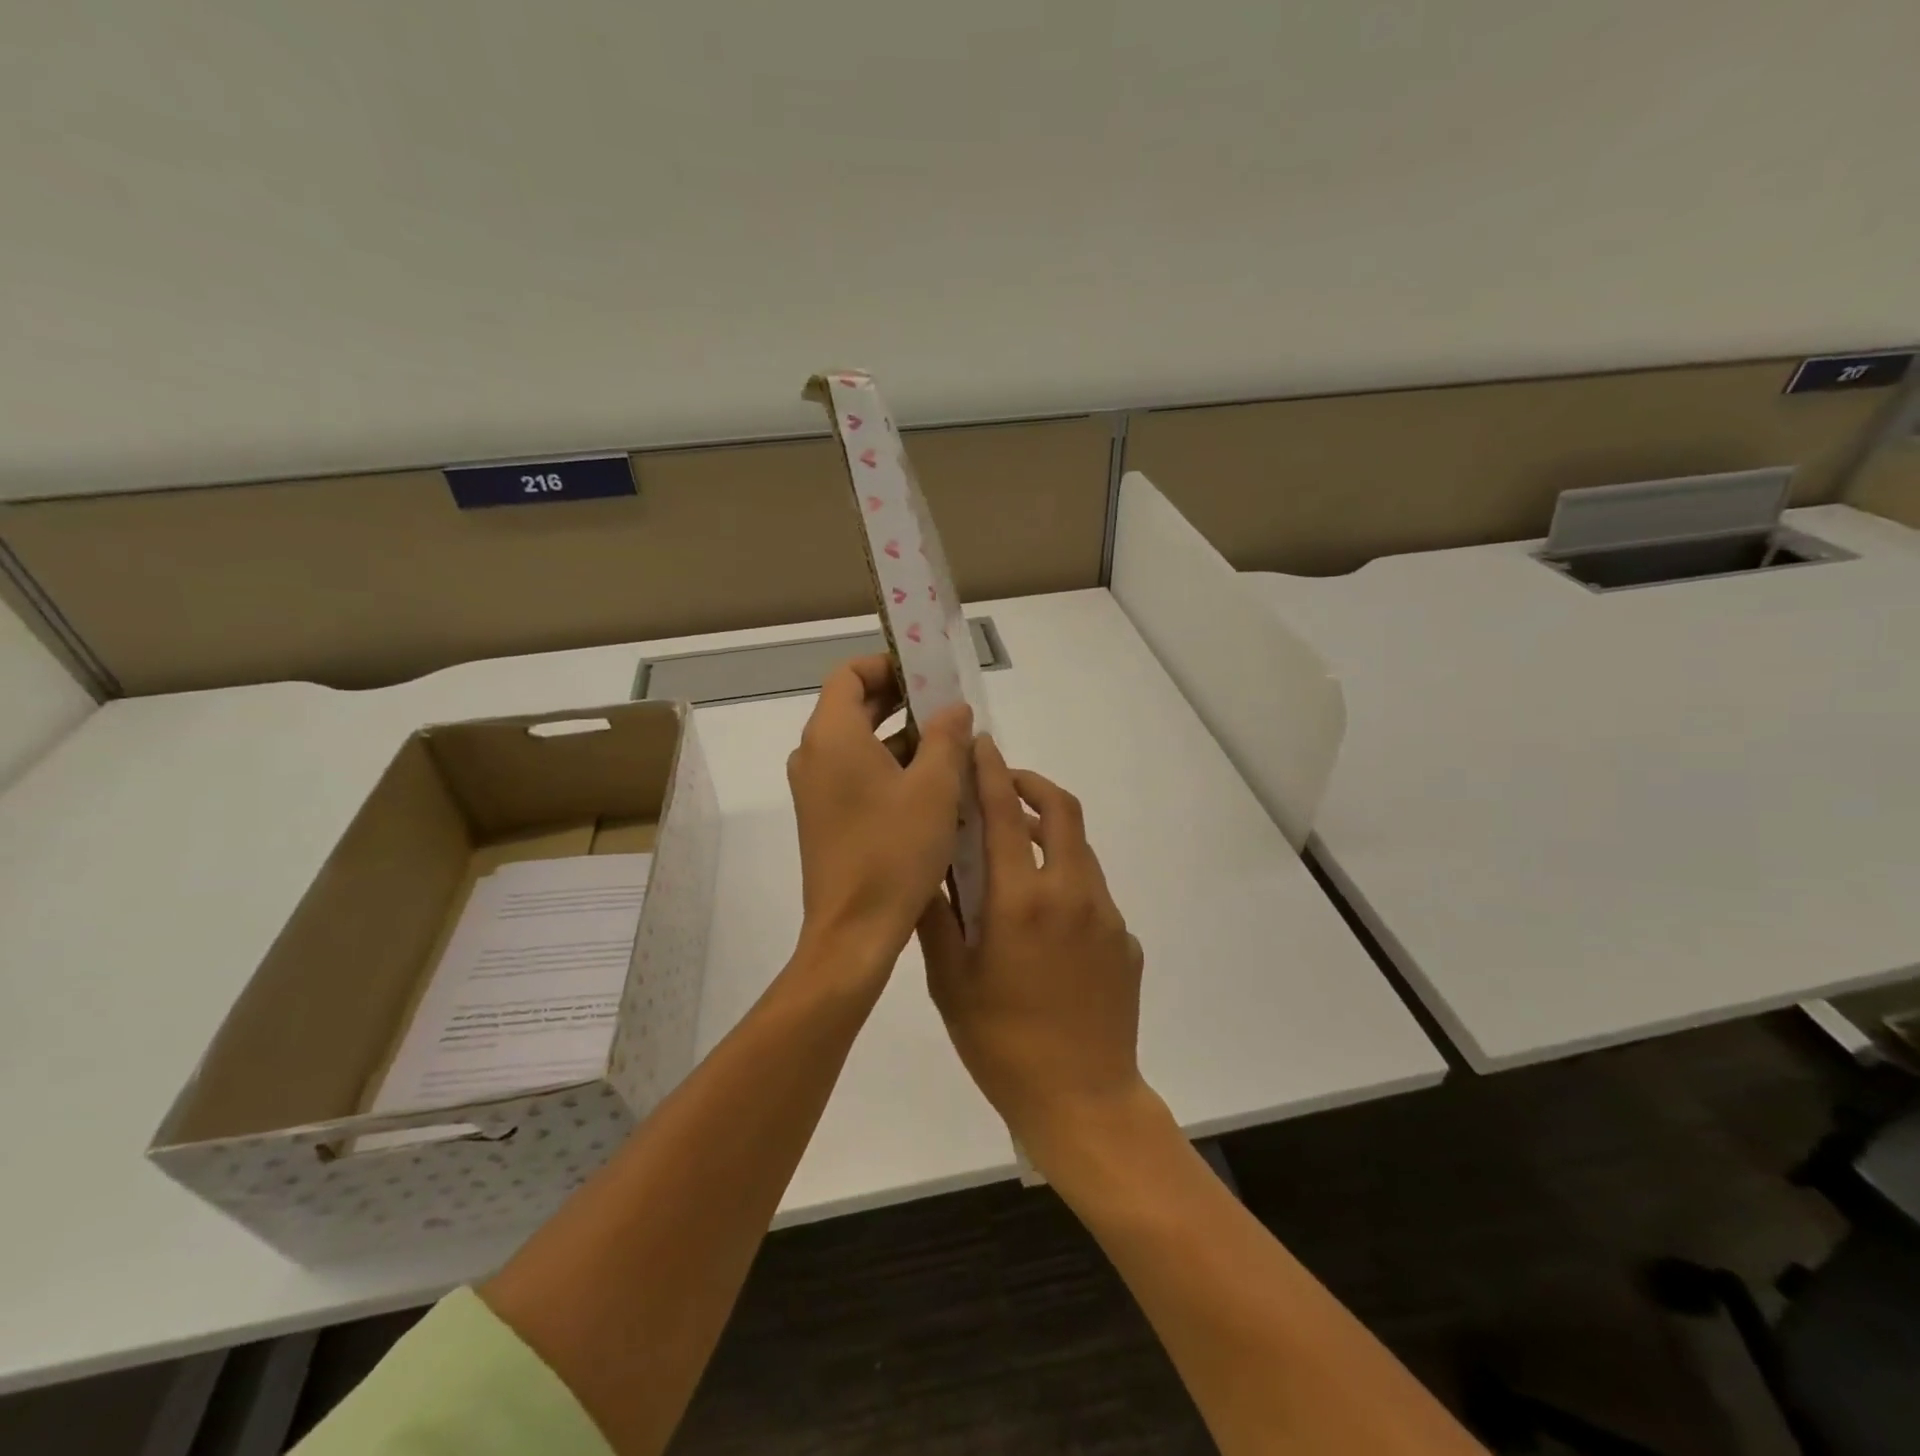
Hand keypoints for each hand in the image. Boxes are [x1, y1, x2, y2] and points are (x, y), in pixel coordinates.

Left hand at [787, 655, 973, 984]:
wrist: (853, 932)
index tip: (928, 674)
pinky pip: (855, 773)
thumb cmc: (894, 852)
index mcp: (832, 736)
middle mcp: (814, 755)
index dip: (888, 665)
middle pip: (853, 706)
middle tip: (948, 706)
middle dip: (901, 700)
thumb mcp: (934, 789)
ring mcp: (816, 788)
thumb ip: (946, 737)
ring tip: (950, 745)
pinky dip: (889, 766)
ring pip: (858, 742)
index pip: (850, 675)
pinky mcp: (824, 816)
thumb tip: (954, 708)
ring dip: (901, 736)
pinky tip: (932, 784)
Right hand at [918, 735, 1148, 1158]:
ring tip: (1017, 850)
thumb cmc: (1002, 1043)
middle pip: (1062, 810)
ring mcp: (1105, 915)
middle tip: (1004, 786)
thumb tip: (924, 868)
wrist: (1083, 1100)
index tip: (981, 744)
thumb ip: (935, 918)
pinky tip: (1044, 921)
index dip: (992, 770)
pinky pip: (1093, 892)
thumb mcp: (950, 982)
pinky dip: (1067, 880)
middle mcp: (1070, 893)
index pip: (1006, 812)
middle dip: (1032, 784)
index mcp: (1021, 899)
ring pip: (1080, 849)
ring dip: (1050, 833)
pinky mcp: (1124, 940)